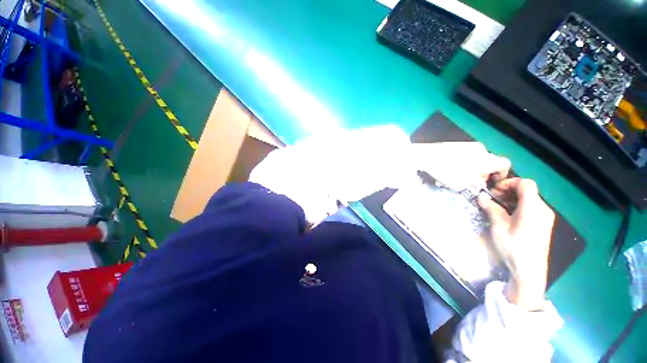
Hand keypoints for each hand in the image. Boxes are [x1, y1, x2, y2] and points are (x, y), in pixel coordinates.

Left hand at [412, 142, 510, 190]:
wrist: (426, 155)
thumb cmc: (446, 171)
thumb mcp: (462, 184)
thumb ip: (474, 185)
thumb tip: (478, 183)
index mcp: (487, 159)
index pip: (504, 164)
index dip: (501, 174)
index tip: (491, 181)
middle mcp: (481, 149)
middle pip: (488, 161)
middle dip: (482, 172)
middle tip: (471, 181)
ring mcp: (467, 144)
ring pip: (476, 157)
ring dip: (471, 167)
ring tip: (458, 175)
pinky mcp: (455, 144)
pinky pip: (464, 154)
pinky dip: (462, 161)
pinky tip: (449, 168)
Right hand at [477, 178, 554, 310]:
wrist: (529, 270)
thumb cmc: (513, 247)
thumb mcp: (498, 226)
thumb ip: (491, 209)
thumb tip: (481, 197)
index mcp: (533, 208)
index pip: (525, 183)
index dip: (509, 182)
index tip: (494, 191)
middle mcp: (543, 209)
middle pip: (527, 190)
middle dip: (508, 190)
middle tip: (492, 199)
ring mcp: (544, 217)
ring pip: (529, 198)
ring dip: (511, 198)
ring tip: (497, 207)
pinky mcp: (543, 224)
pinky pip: (531, 207)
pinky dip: (518, 206)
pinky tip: (507, 215)